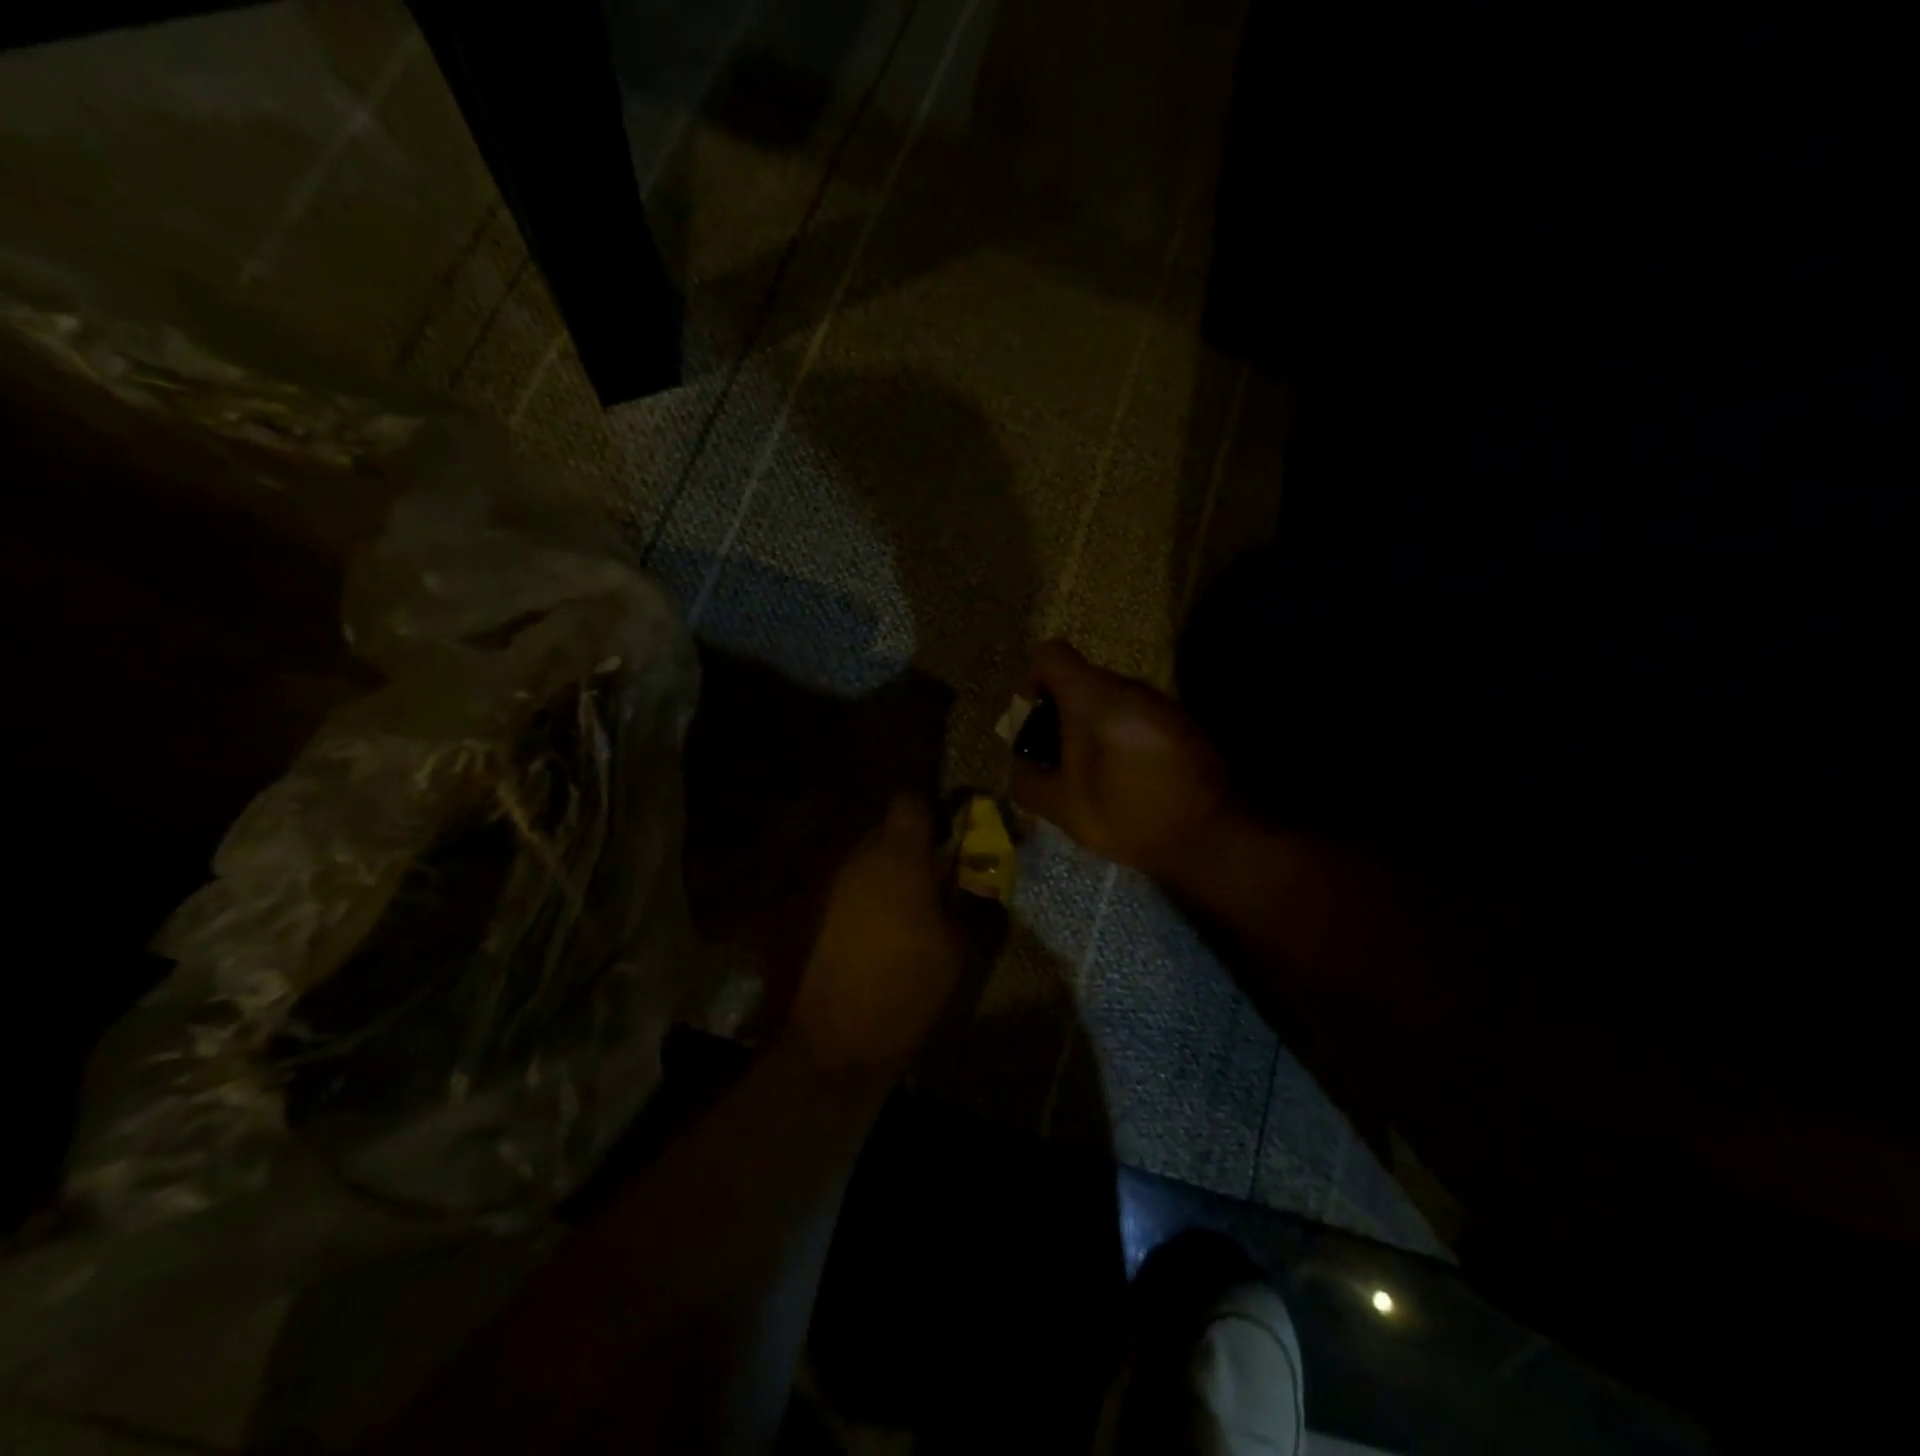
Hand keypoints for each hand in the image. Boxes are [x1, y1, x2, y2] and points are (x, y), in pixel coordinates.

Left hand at [790, 795, 963, 1082]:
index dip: (928, 813)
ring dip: (870, 874)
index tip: (941, 838)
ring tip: (884, 912)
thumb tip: (976, 877)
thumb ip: (967, 900)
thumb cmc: (907, 989)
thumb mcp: (957, 948)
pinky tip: (850, 933)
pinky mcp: (793, 907)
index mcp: (897, 857)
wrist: (833, 1042)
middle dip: (900, 848)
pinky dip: (842, 899)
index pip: (909, 801)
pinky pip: (827, 886)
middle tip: (919, 881)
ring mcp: (817, 880)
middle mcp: (852, 855)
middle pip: (879, 830)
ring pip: (852, 859)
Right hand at [1010, 641, 1232, 884]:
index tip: (1035, 721)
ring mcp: (1162, 702)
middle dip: (1062, 712)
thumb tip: (1023, 764)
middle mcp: (1129, 688)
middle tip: (1060, 757)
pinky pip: (1138, 715)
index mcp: (1094, 698)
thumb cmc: (1128, 816)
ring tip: (1096, 772)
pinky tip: (1130, 777)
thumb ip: (1028, 781)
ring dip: (1095, 726)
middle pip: (1082, 679)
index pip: (1051, 654)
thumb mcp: (1063, 809)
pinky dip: (1123, 735)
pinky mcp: (1183, 722)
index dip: (1032, 681)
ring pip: (1112, 699)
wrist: (1211, 836)